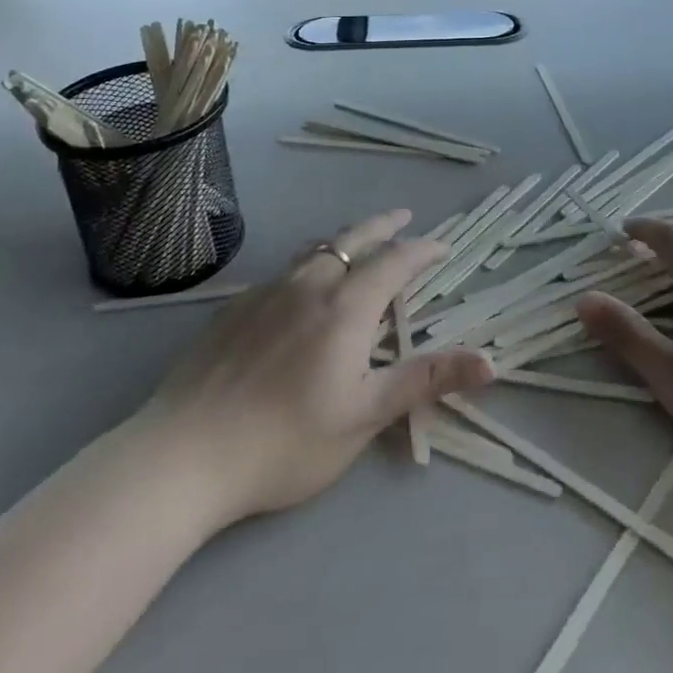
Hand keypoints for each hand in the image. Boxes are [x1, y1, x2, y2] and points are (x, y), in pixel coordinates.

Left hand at [131, 209, 493, 530]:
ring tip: (355, 244)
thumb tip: (490, 362)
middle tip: (403, 216)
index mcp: (346, 307)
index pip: (395, 262)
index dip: (422, 250)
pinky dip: (307, 265)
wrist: (182, 456)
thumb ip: (426, 381)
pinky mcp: (234, 309)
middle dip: (384, 226)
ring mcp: (266, 293)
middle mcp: (309, 285)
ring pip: (314, 251)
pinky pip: (283, 272)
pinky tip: (299, 289)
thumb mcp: (364, 416)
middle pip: (353, 240)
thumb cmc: (285, 442)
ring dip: (343, 241)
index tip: (442, 246)